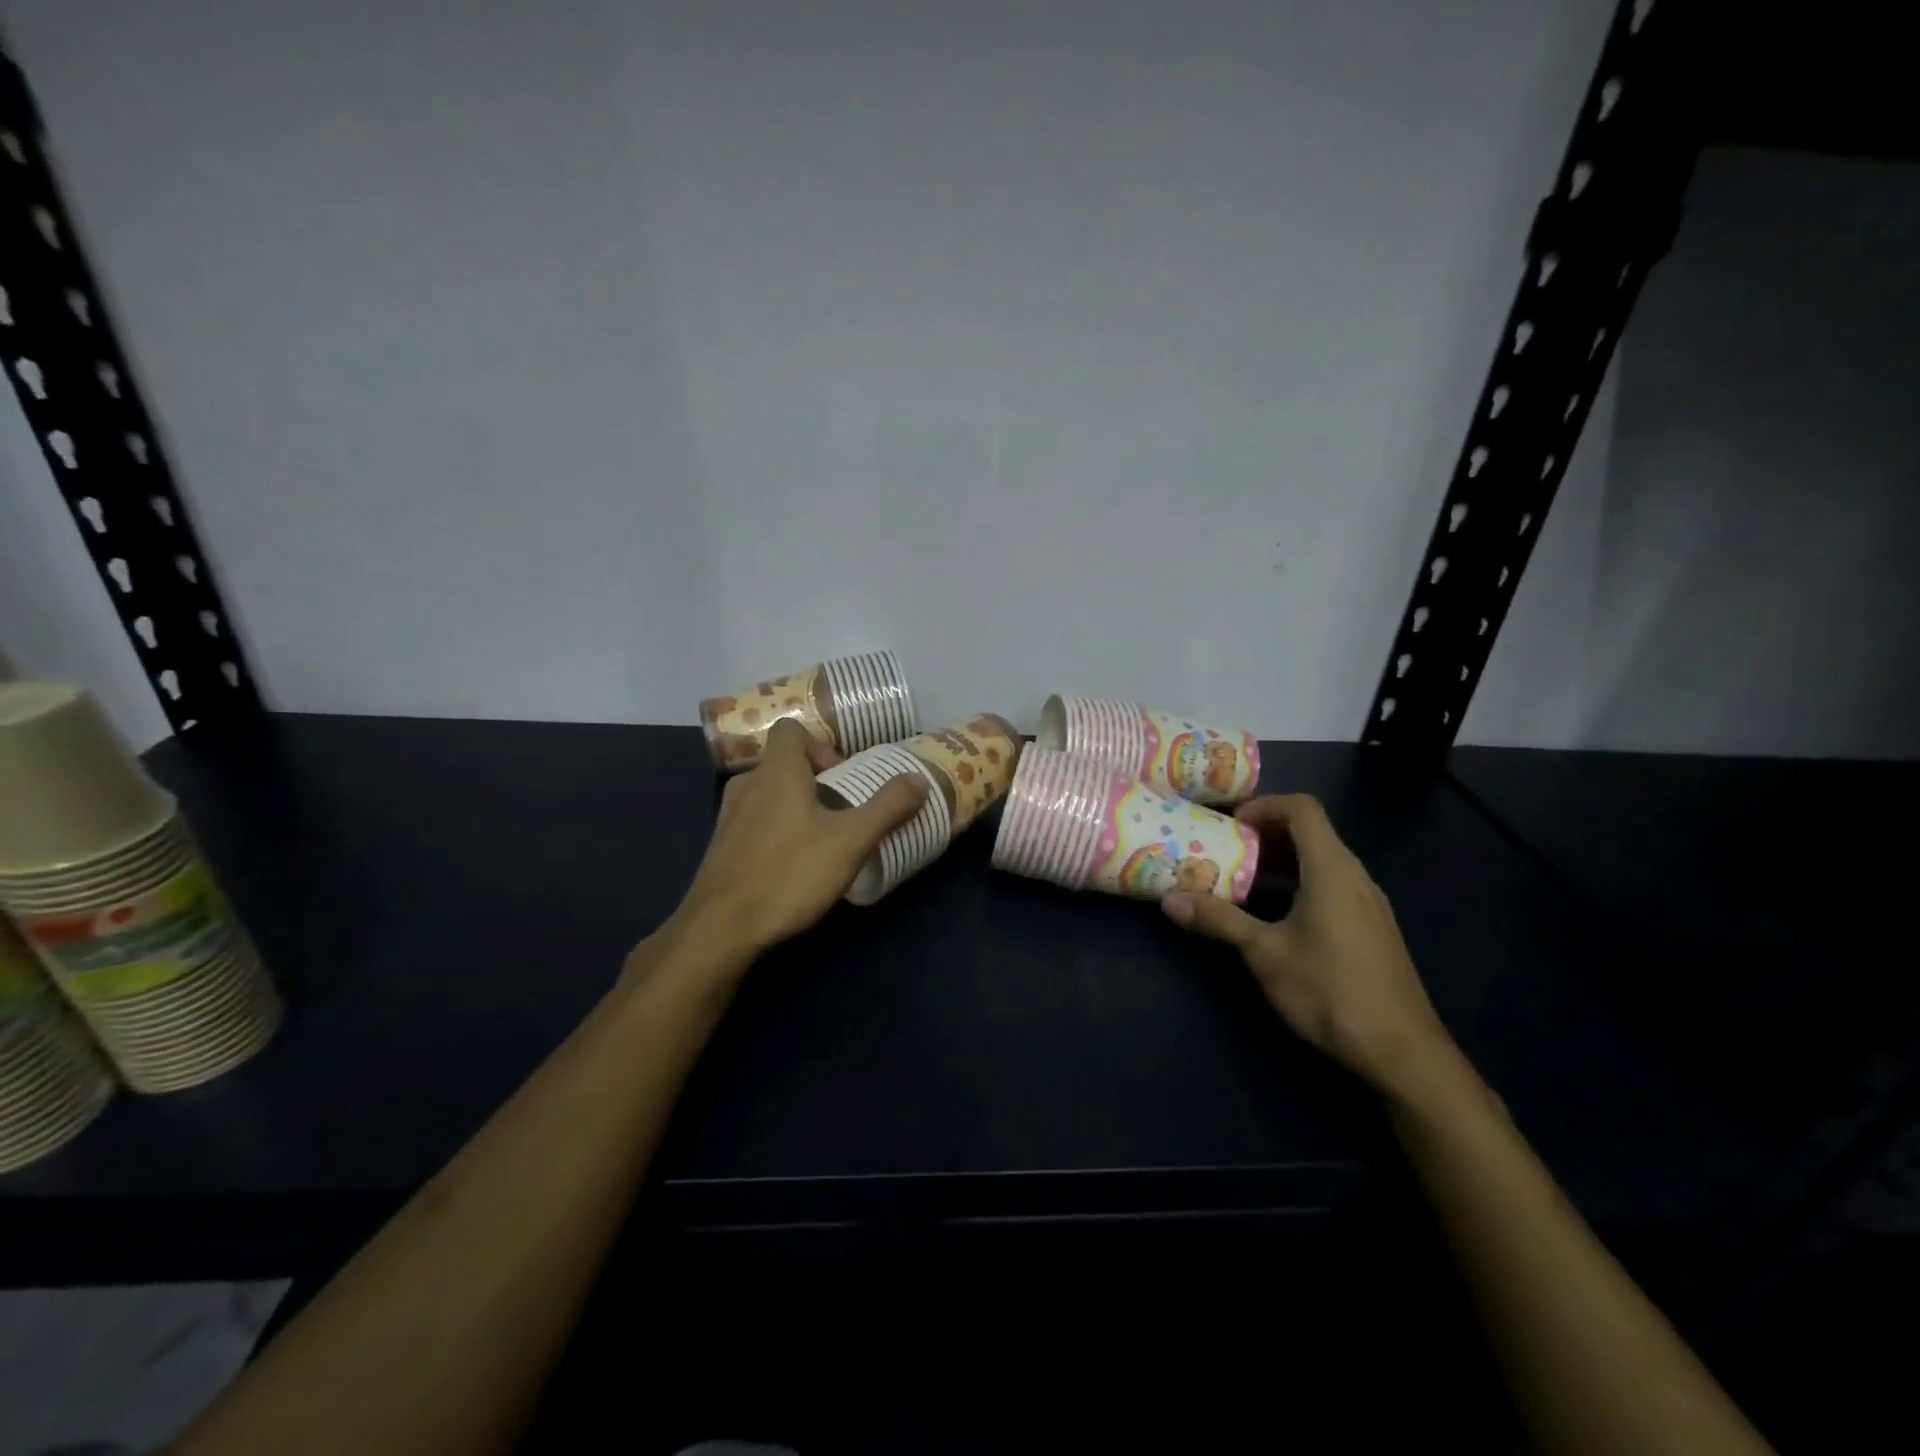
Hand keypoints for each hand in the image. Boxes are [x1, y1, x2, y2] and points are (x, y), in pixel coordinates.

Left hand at [669, 718, 928, 960]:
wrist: (720, 929)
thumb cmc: (789, 873)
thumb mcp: (851, 841)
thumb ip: (887, 807)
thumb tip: (918, 778)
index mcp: (777, 772)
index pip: (791, 729)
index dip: (821, 745)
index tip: (843, 777)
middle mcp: (748, 784)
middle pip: (784, 763)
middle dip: (817, 781)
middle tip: (843, 812)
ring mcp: (728, 817)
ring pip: (769, 794)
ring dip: (797, 807)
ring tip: (823, 839)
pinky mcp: (721, 847)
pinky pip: (755, 821)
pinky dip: (777, 830)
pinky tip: (795, 865)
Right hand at [1160, 793, 1451, 1096]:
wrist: (1402, 1052)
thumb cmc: (1330, 991)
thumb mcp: (1265, 953)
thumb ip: (1218, 920)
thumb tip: (1169, 900)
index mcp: (1331, 869)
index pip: (1301, 808)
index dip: (1263, 806)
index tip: (1229, 827)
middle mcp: (1355, 875)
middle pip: (1310, 832)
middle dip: (1264, 834)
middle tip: (1224, 851)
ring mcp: (1368, 902)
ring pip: (1321, 861)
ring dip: (1280, 862)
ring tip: (1241, 882)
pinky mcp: (1372, 927)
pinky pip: (1331, 885)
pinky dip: (1298, 884)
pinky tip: (1275, 918)